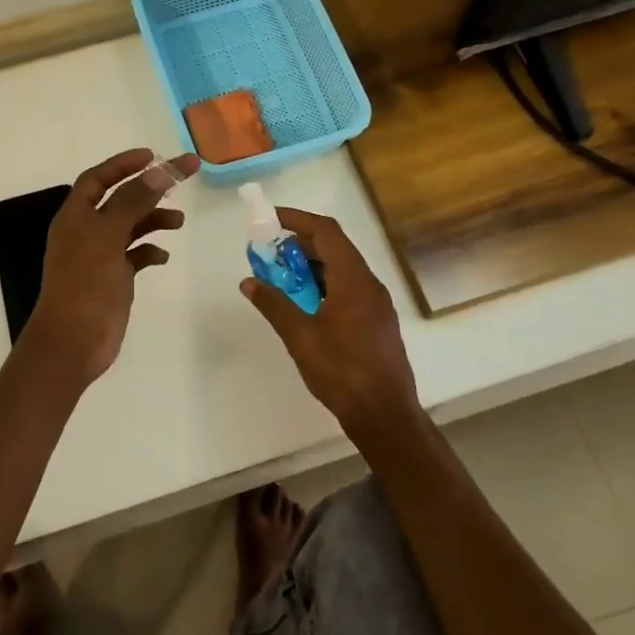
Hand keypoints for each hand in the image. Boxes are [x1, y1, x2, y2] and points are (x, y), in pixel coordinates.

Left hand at [20, 147, 200, 384]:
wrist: (73, 342)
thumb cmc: (85, 283)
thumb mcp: (108, 235)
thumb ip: (133, 201)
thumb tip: (160, 170)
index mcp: (76, 216)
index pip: (98, 178)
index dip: (123, 164)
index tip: (154, 155)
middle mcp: (86, 231)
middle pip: (120, 199)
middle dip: (150, 187)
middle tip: (184, 177)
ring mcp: (100, 256)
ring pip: (130, 227)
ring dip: (154, 219)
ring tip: (179, 222)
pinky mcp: (113, 279)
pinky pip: (135, 256)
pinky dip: (150, 251)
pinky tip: (163, 256)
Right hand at [238, 207, 420, 441]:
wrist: (386, 415)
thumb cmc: (343, 372)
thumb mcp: (300, 337)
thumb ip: (274, 305)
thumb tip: (249, 282)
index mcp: (354, 279)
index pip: (326, 232)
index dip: (297, 220)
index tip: (270, 219)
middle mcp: (369, 284)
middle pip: (335, 248)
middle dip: (300, 244)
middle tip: (268, 252)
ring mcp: (376, 304)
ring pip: (342, 270)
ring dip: (311, 266)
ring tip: (281, 278)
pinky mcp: (376, 322)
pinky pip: (348, 289)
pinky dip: (324, 285)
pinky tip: (304, 304)